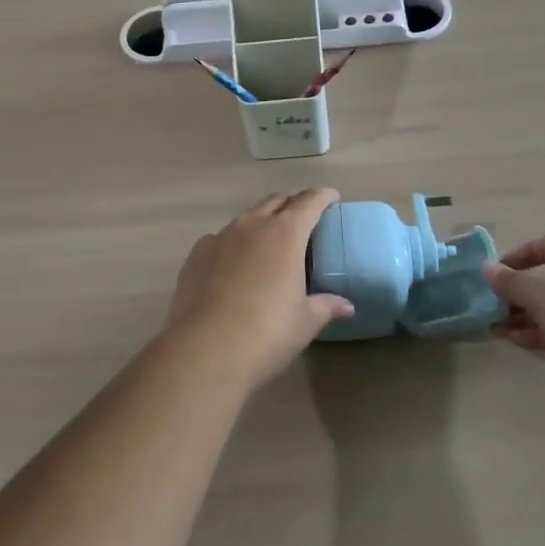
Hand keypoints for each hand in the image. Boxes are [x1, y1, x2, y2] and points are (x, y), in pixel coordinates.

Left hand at [165, 190, 353, 389]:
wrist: (204, 349)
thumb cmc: (266, 332)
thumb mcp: (305, 322)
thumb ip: (326, 306)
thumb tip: (347, 306)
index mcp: (286, 234)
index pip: (309, 202)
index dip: (323, 196)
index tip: (332, 196)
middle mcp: (253, 225)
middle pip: (277, 201)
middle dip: (293, 202)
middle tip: (305, 214)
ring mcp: (221, 236)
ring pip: (247, 217)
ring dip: (263, 220)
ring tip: (271, 237)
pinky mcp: (197, 253)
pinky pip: (221, 237)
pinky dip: (235, 241)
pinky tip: (235, 261)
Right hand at [484, 233, 544, 422]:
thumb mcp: (541, 294)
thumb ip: (511, 281)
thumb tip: (487, 269)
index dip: (523, 252)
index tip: (500, 271)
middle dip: (519, 290)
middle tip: (494, 304)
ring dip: (525, 315)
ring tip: (496, 328)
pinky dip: (540, 333)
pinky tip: (516, 341)